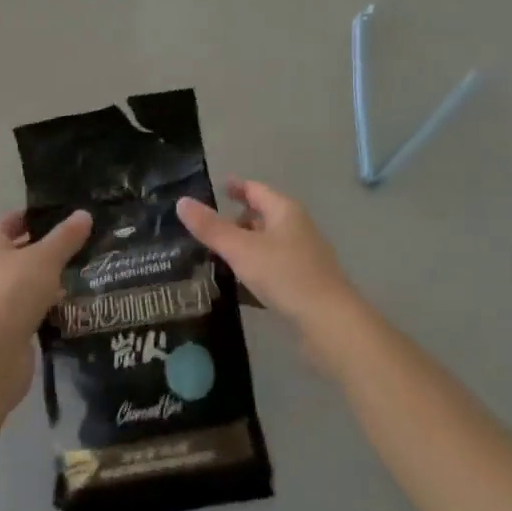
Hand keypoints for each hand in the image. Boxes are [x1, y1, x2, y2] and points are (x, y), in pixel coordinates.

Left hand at [0, 209, 92, 404]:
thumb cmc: (13, 293)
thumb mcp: (45, 258)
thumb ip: (65, 237)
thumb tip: (84, 214)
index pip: (14, 221)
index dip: (38, 216)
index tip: (69, 214)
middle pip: (24, 252)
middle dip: (52, 248)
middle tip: (88, 242)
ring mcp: (0, 302)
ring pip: (32, 283)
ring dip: (56, 280)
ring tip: (92, 270)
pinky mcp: (12, 329)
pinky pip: (37, 309)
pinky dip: (54, 306)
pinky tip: (80, 304)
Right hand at [177, 180, 367, 371]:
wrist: (329, 323)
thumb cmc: (285, 275)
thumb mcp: (241, 249)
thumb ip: (211, 227)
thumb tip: (182, 202)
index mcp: (285, 211)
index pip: (256, 190)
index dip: (237, 187)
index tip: (218, 188)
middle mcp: (297, 228)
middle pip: (263, 216)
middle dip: (238, 220)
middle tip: (209, 227)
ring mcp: (303, 257)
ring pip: (268, 244)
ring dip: (246, 247)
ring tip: (217, 256)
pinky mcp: (304, 285)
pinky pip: (273, 269)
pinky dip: (255, 270)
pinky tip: (239, 286)